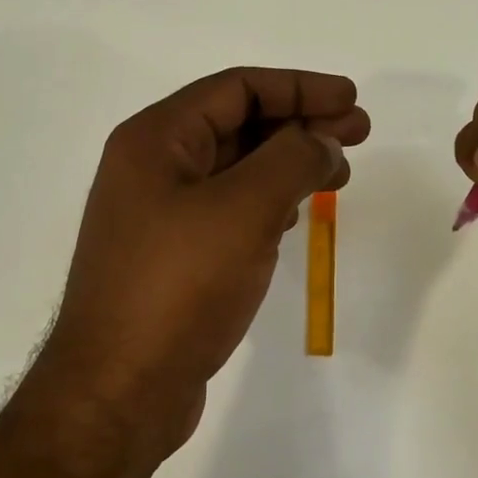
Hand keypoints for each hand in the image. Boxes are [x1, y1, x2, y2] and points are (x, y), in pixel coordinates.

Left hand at [42, 67, 369, 457]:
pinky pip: (227, 210)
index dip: (300, 87)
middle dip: (300, 123)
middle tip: (358, 133)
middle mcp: (151, 168)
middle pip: (236, 125)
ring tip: (338, 173)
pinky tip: (294, 215)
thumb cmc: (179, 287)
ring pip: (234, 169)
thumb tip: (322, 140)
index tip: (351, 99)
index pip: (237, 88)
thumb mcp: (244, 210)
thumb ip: (292, 160)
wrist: (119, 390)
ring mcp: (158, 215)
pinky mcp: (172, 258)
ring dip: (287, 163)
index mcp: (155, 140)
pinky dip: (266, 202)